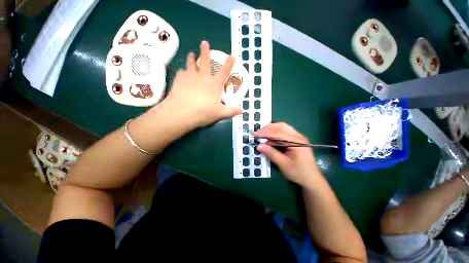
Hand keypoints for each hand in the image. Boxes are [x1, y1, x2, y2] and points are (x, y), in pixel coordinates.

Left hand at [162, 41, 242, 129]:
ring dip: (192, 57)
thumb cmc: (204, 112)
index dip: (229, 63)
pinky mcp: (179, 79)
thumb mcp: (220, 113)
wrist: (182, 113)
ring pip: (191, 62)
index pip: (224, 71)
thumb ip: (232, 111)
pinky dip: (183, 71)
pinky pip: (181, 71)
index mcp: (214, 84)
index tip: (232, 56)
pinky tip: (182, 73)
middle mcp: (203, 77)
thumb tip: (243, 110)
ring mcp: (190, 76)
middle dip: (206, 50)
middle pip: (205, 60)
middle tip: (204, 42)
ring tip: (191, 54)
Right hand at [255, 123, 320, 186]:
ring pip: (283, 128)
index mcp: (297, 142)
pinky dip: (275, 134)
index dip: (265, 133)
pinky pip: (284, 133)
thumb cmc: (299, 173)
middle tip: (258, 133)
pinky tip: (270, 140)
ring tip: (262, 135)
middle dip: (268, 128)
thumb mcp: (283, 164)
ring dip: (272, 130)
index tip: (255, 134)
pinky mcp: (296, 141)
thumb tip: (259, 146)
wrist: (312, 180)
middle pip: (281, 126)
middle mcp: (298, 136)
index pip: (278, 133)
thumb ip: (271, 153)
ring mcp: (298, 138)